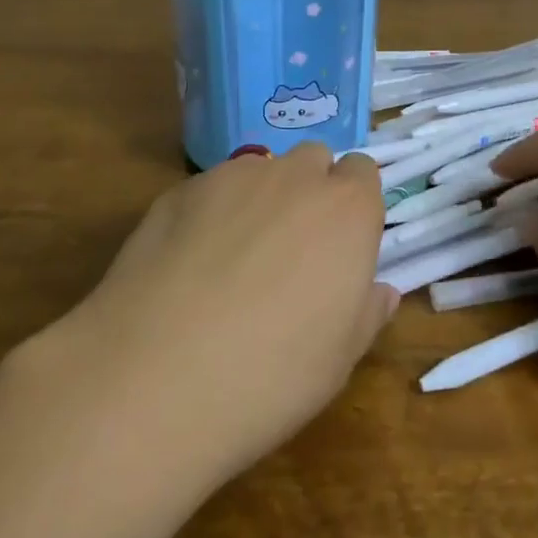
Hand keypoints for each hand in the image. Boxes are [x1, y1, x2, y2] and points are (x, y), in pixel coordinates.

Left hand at [65, 144, 394, 481]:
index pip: (363, 173)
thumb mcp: (339, 359)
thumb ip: (366, 312)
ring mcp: (234, 177)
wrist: (156, 377)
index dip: (354, 205)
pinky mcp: (181, 190)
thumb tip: (381, 291)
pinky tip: (189, 264)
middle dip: (311, 190)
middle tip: (293, 250)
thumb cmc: (271, 375)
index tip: (341, 245)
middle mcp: (295, 177)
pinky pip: (211, 188)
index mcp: (347, 210)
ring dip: (261, 197)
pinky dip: (212, 213)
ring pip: (261, 170)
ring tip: (235, 257)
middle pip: (314, 160)